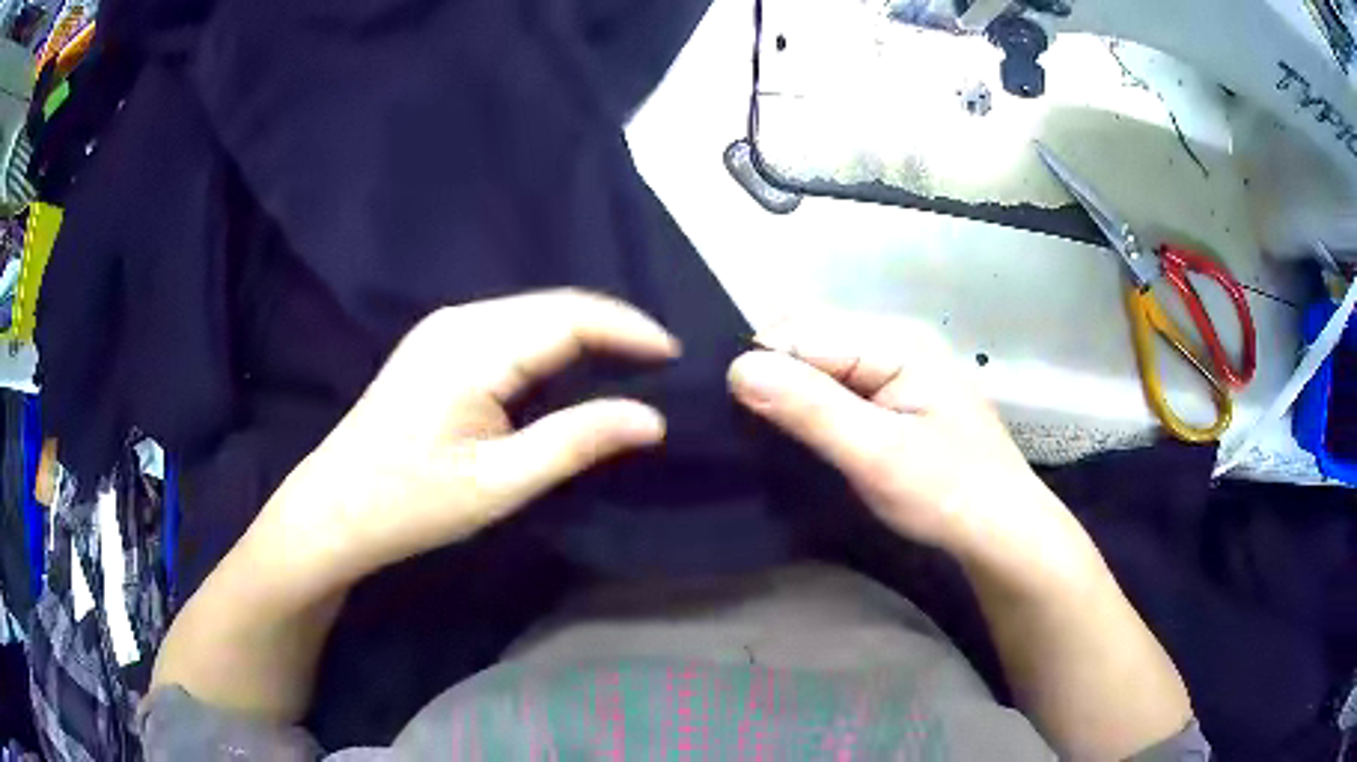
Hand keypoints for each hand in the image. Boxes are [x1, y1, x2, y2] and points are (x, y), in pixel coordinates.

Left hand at [243, 289, 679, 595]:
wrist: (334, 509)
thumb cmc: (411, 503)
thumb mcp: (499, 483)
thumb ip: (576, 442)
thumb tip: (652, 419)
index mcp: (473, 348)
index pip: (570, 317)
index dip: (628, 330)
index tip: (675, 355)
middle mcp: (459, 320)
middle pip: (553, 305)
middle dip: (611, 327)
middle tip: (659, 362)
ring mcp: (443, 328)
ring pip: (532, 312)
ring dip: (583, 332)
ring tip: (628, 362)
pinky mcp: (436, 344)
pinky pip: (509, 326)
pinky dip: (551, 340)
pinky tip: (569, 366)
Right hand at [728, 314, 1095, 589]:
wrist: (1000, 532)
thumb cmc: (947, 494)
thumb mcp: (878, 456)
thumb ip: (811, 409)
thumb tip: (737, 368)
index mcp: (896, 342)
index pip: (802, 332)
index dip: (764, 368)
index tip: (735, 416)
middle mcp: (893, 342)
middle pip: (808, 341)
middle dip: (774, 379)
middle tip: (752, 432)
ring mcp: (895, 369)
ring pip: (817, 366)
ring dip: (790, 396)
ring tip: (769, 437)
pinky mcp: (893, 397)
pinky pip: (835, 387)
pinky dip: (810, 409)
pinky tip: (801, 437)